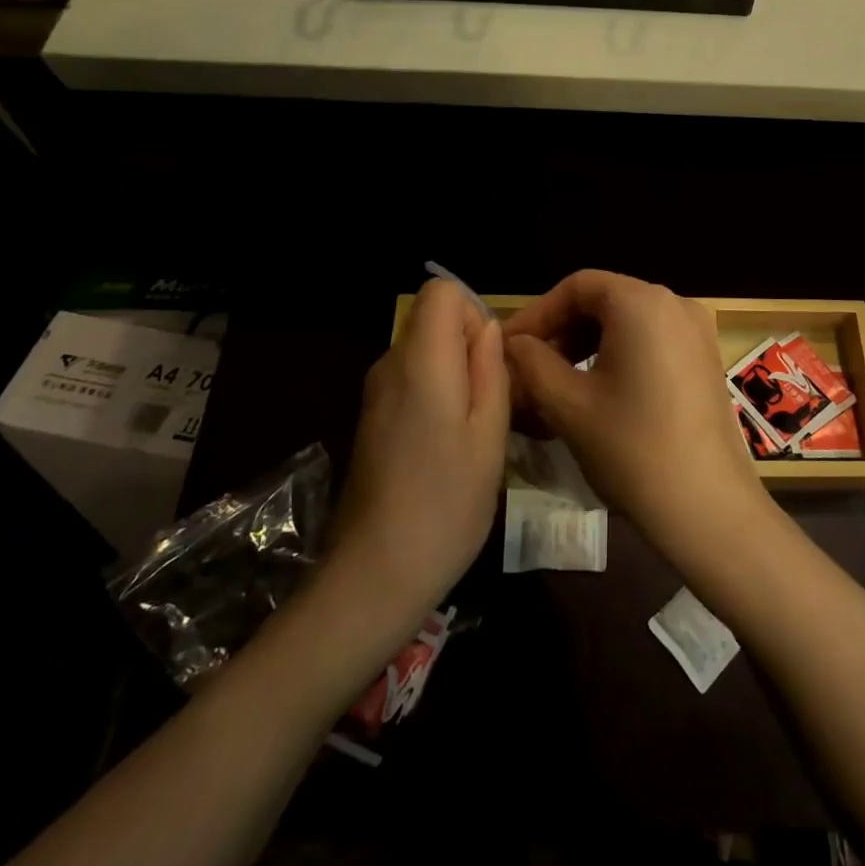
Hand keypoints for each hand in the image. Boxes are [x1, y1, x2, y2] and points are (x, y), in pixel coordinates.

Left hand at [328, 278, 508, 629]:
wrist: (374, 574)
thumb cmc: (446, 504)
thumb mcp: (490, 436)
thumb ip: (491, 370)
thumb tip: (488, 328)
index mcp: (422, 361)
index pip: (440, 291)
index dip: (472, 312)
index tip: (491, 361)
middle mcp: (390, 365)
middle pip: (432, 319)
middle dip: (468, 345)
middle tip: (493, 401)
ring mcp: (375, 393)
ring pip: (424, 350)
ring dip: (455, 372)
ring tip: (477, 428)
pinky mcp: (371, 418)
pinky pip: (411, 379)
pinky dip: (437, 393)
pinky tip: (449, 445)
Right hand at [503, 270, 764, 555]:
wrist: (709, 510)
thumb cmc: (632, 450)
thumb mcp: (569, 405)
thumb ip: (532, 363)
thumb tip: (513, 344)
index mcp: (642, 302)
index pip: (578, 286)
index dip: (538, 313)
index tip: (508, 348)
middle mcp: (676, 303)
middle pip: (604, 300)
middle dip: (562, 331)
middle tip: (528, 369)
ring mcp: (697, 331)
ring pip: (628, 322)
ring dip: (587, 346)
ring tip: (556, 384)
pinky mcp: (706, 360)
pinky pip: (652, 341)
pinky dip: (618, 356)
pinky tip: (597, 393)